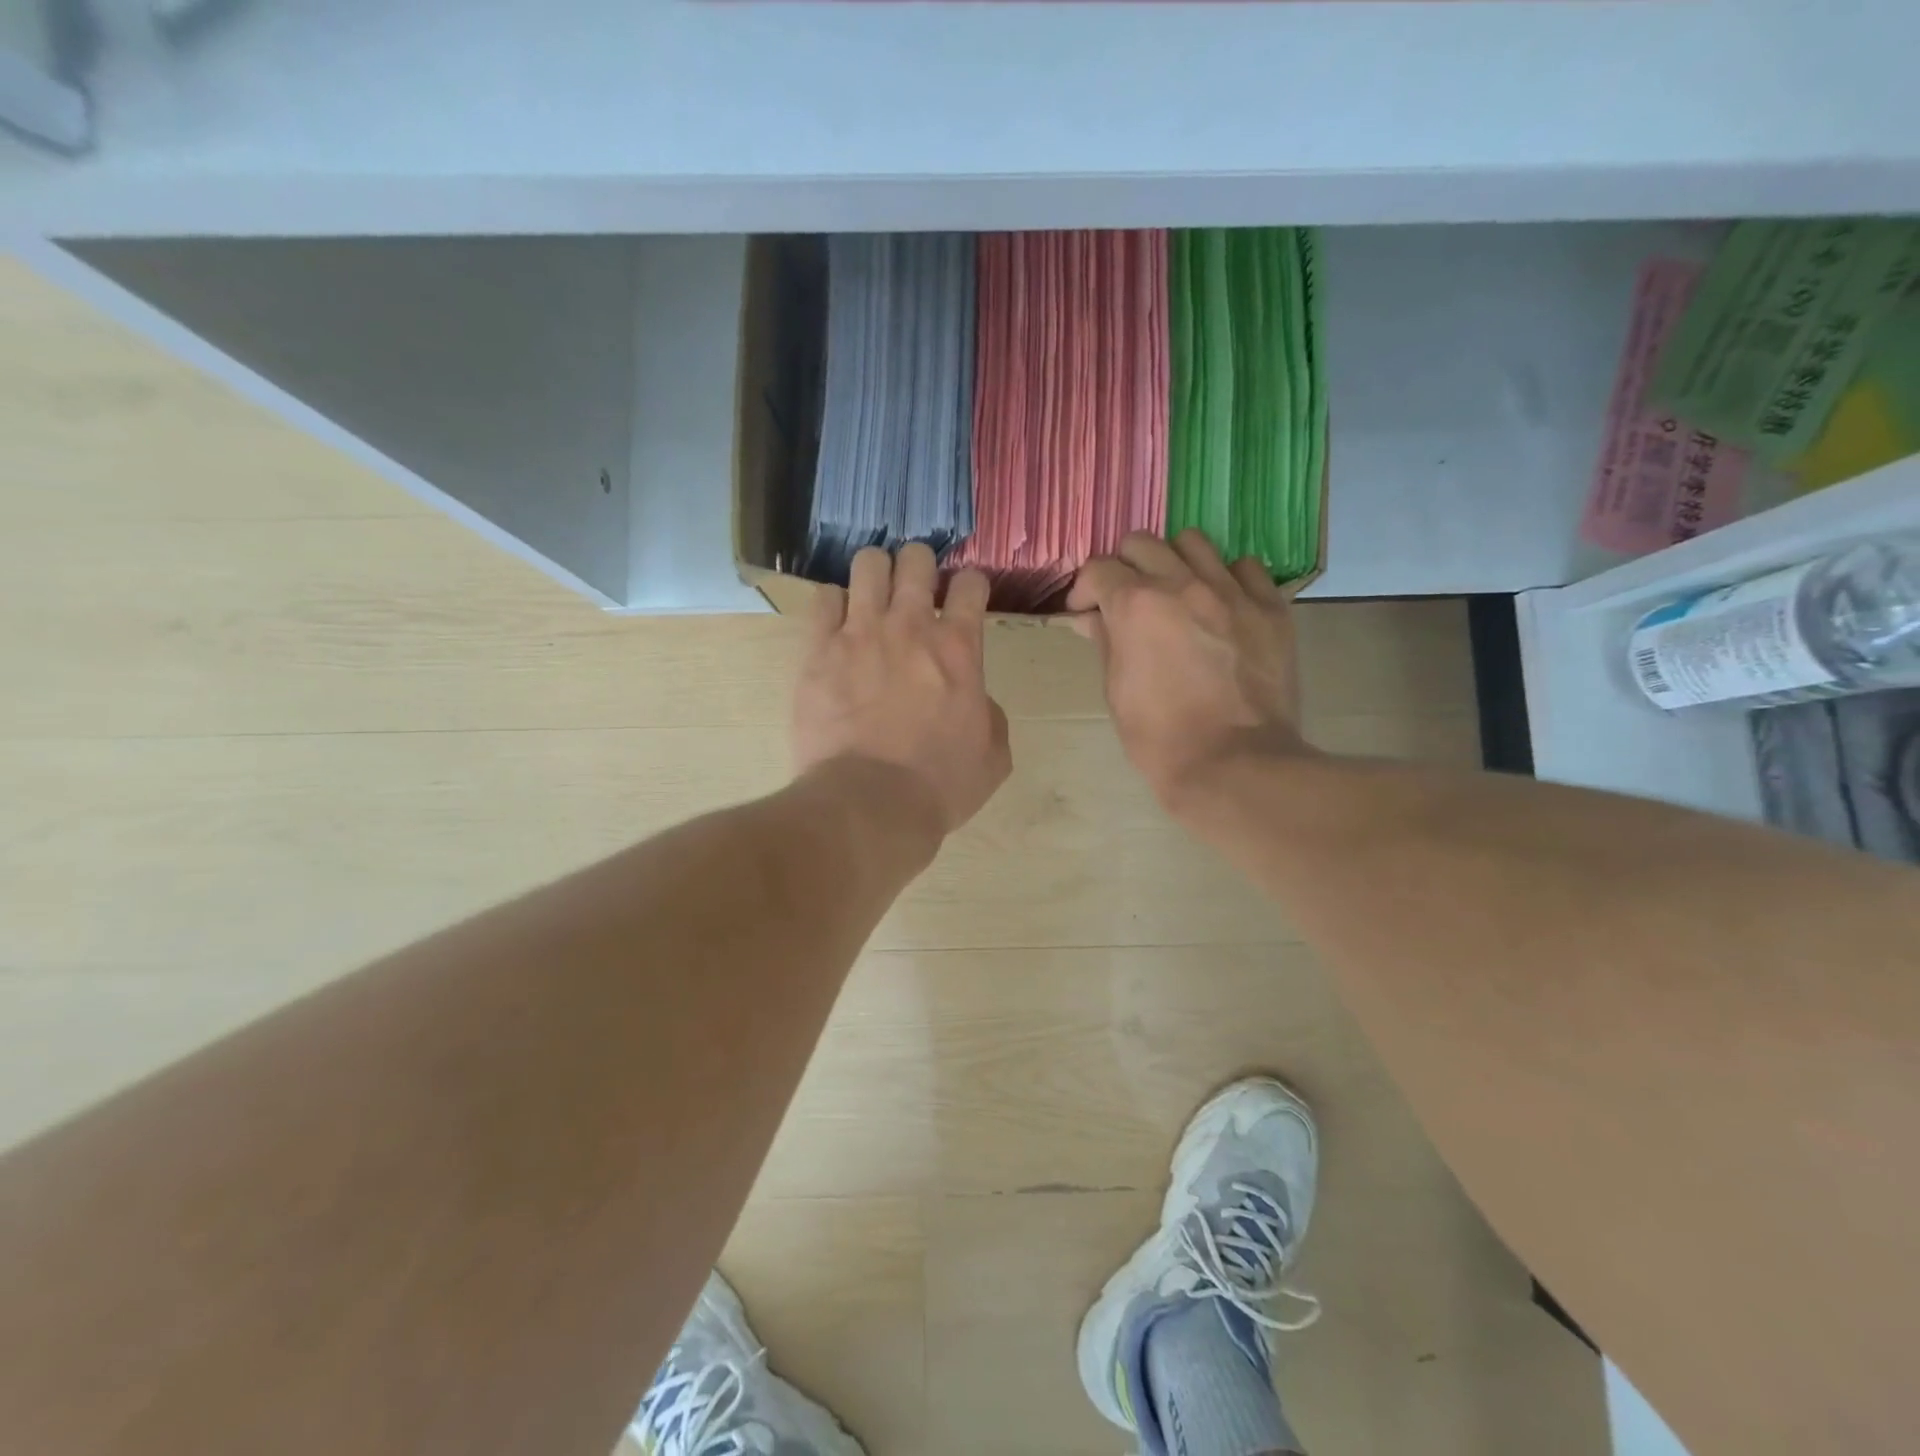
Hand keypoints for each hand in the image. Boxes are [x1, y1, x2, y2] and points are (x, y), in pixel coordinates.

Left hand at [793, 543, 1011, 838]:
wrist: (871, 803)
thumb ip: (989, 713)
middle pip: (915, 559)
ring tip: (873, 594)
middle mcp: (910, 626)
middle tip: (915, 588)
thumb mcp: (993, 755)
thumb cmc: (939, 784)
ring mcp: (861, 633)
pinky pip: (823, 599)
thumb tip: (974, 698)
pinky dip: (833, 604)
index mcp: (959, 648)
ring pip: (867, 564)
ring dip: (875, 573)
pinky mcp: (819, 650)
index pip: (971, 584)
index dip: (970, 585)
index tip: (965, 598)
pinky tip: (837, 622)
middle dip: (918, 565)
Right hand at [1067, 530, 1310, 808]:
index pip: (1098, 569)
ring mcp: (1231, 591)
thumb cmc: (1160, 738)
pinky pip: (1246, 568)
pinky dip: (1227, 579)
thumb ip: (1105, 641)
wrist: (1234, 764)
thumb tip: (1091, 617)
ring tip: (1176, 593)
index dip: (1084, 589)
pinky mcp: (1270, 608)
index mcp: (1135, 605)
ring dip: (1175, 562)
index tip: (1085, 611)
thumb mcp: (1116, 691)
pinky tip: (1221, 605)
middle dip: (1125, 567)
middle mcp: (1182, 584)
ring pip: (1194, 542)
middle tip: (1126, 599)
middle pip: (1142, 543)